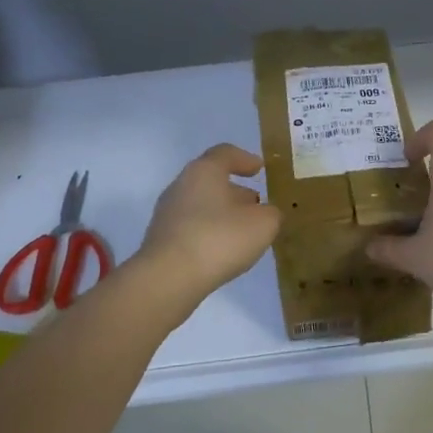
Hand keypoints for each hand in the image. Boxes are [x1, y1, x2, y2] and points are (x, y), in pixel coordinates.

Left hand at [138, 144, 281, 300]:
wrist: (169, 278)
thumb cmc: (219, 239)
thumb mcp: (263, 224)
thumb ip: (271, 213)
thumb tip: (266, 213)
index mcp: (204, 171)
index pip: (225, 153)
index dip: (245, 159)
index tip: (259, 168)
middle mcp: (181, 185)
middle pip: (211, 179)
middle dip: (235, 189)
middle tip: (256, 201)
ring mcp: (167, 213)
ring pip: (201, 204)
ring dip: (223, 212)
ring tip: (243, 229)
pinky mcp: (162, 239)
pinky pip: (192, 226)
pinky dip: (210, 231)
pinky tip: (223, 249)